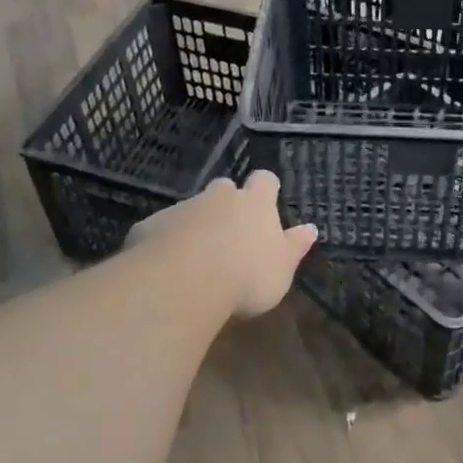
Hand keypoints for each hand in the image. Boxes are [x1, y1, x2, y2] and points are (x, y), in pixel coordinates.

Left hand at [127, 170, 317, 318]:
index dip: (266, 189)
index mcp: (255, 204)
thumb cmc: (246, 276)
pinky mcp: (151, 225)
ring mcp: (182, 208)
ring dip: (196, 225)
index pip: (265, 181)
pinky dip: (166, 242)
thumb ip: (294, 247)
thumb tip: (311, 229)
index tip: (268, 200)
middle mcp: (219, 197)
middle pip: (224, 188)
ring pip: (192, 209)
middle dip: (226, 203)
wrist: (184, 282)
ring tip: (196, 257)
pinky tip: (167, 269)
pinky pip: (162, 229)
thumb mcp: (281, 269)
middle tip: (230, 231)